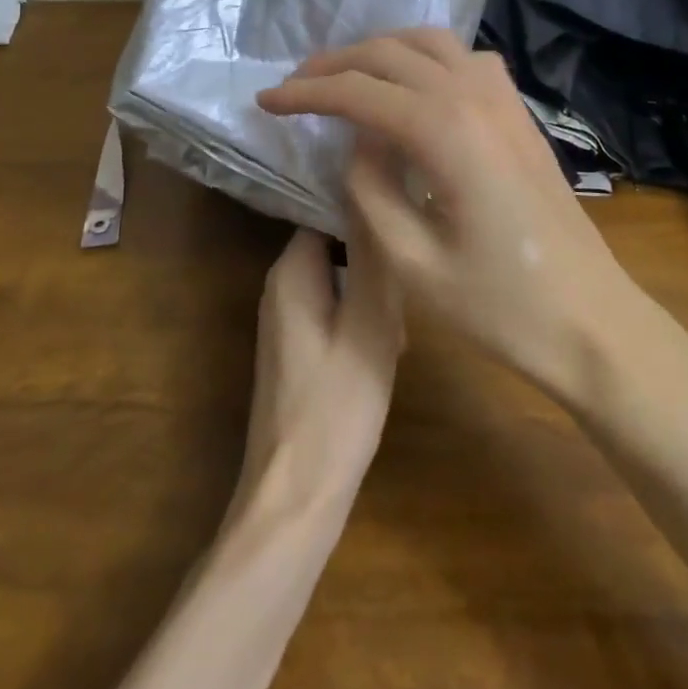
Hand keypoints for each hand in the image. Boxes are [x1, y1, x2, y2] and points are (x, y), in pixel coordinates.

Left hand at [230, 226, 402, 524]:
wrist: (296, 497)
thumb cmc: (336, 407)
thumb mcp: (369, 325)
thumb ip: (373, 258)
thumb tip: (372, 191)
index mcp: (290, 271)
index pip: (330, 211)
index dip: (370, 216)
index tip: (406, 231)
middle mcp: (281, 285)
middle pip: (338, 244)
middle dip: (376, 261)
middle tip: (406, 295)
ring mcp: (287, 319)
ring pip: (341, 278)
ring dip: (374, 293)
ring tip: (399, 331)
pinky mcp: (298, 348)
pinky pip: (336, 309)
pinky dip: (363, 319)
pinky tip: (387, 350)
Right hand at [257, 30, 650, 401]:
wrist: (590, 320)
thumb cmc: (500, 306)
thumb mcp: (411, 262)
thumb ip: (369, 189)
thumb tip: (356, 141)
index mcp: (444, 130)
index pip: (357, 92)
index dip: (305, 94)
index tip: (265, 103)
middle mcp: (474, 96)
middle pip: (390, 53)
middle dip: (336, 64)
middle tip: (295, 87)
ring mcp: (504, 99)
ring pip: (431, 42)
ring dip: (381, 51)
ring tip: (346, 78)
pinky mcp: (519, 113)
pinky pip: (467, 59)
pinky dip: (426, 58)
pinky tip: (413, 88)